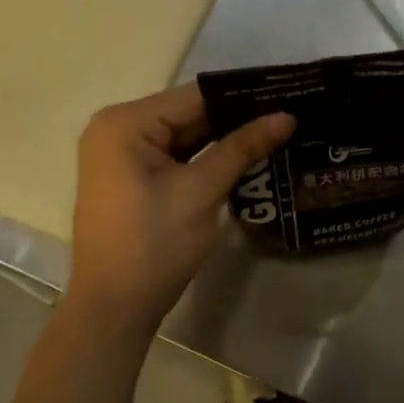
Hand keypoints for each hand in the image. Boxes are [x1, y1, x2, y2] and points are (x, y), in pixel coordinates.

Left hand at [65, 84, 293, 340]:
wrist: (113, 309)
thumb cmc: (154, 245)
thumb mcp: (202, 192)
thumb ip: (242, 148)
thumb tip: (287, 116)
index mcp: (125, 123)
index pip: (196, 96)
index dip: (244, 96)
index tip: (287, 93)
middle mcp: (117, 129)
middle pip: (189, 114)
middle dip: (237, 119)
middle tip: (290, 115)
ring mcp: (121, 155)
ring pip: (184, 136)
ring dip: (225, 140)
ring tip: (278, 131)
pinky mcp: (130, 178)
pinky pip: (174, 157)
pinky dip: (206, 159)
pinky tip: (246, 157)